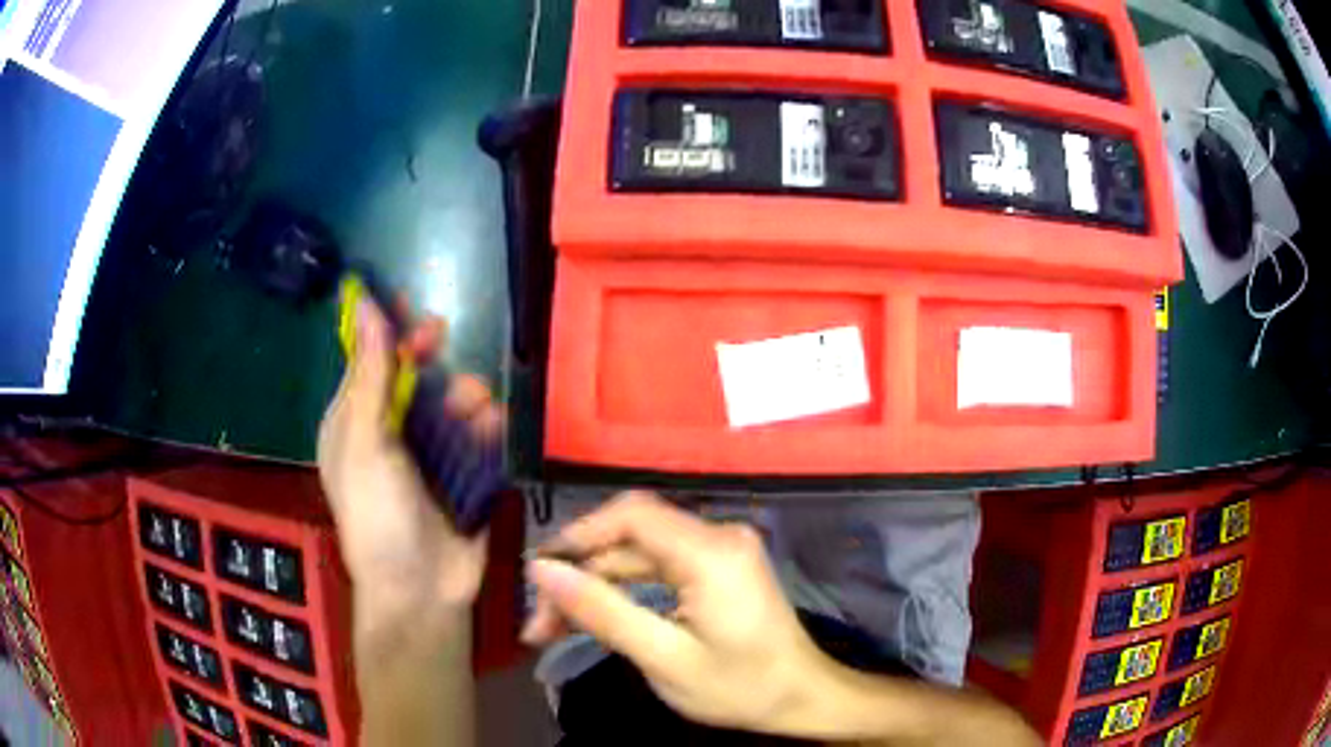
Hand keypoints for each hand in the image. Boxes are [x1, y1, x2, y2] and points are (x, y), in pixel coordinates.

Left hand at [317, 298, 498, 627]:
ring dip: (464, 395)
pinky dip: (485, 428)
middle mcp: (388, 433)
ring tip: (475, 406)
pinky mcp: (462, 475)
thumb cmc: (377, 516)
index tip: (411, 309)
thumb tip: (364, 302)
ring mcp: (427, 455)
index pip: (369, 363)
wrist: (420, 592)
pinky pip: (476, 437)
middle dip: (430, 360)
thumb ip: (371, 376)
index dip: (388, 333)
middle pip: (412, 378)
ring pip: (449, 403)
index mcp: (353, 424)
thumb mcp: (365, 444)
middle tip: (442, 343)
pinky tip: (492, 429)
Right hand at [521, 492, 836, 735]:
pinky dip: (623, 590)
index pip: (630, 515)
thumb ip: (603, 612)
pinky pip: (658, 566)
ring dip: (596, 585)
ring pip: (638, 553)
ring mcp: (720, 550)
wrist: (802, 698)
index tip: (538, 574)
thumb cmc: (741, 687)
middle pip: (629, 537)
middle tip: (539, 624)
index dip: (577, 536)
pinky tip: (596, 617)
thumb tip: (543, 571)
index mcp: (711, 552)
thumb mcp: (665, 659)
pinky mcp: (718, 567)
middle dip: (579, 574)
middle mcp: (717, 536)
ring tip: (553, 628)